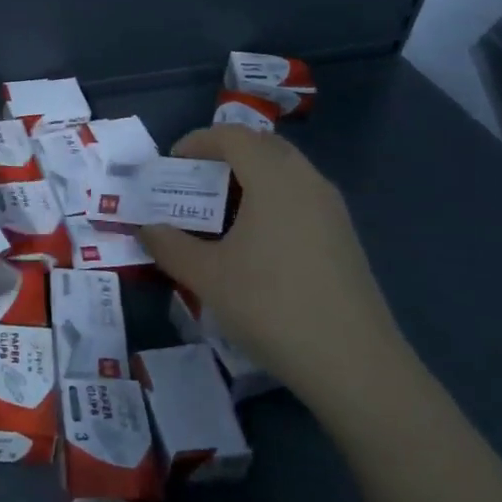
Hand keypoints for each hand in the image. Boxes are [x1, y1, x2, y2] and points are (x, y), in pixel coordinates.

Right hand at [139, 125, 405, 413]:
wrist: (355, 365)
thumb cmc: (272, 306)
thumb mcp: (207, 277)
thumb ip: (169, 246)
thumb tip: (146, 228)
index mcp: (274, 178)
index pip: (232, 135)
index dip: (198, 142)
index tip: (172, 164)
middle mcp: (306, 180)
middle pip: (261, 145)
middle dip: (224, 154)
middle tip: (195, 182)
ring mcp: (332, 208)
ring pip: (284, 170)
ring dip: (250, 177)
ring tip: (221, 211)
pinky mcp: (344, 236)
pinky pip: (300, 196)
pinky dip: (272, 198)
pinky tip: (256, 240)